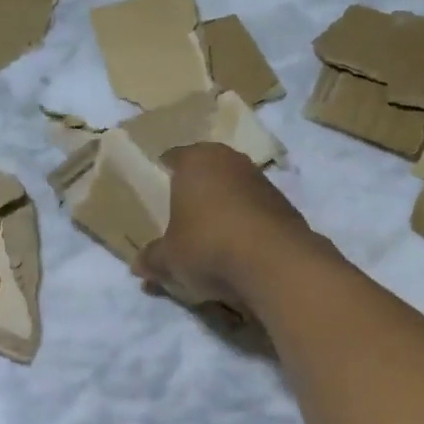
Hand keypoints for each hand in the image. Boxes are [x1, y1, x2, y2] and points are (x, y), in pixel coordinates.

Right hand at [134, 143, 315, 310]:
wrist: (275, 264)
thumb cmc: (207, 246)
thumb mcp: (168, 259)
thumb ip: (152, 259)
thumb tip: (138, 265)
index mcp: (196, 160)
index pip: (172, 158)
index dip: (161, 176)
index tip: (155, 196)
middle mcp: (230, 160)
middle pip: (205, 173)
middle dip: (194, 193)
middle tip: (179, 219)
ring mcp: (261, 180)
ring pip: (232, 191)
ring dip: (222, 210)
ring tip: (209, 240)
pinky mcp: (285, 205)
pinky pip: (254, 212)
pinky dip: (244, 226)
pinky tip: (237, 252)